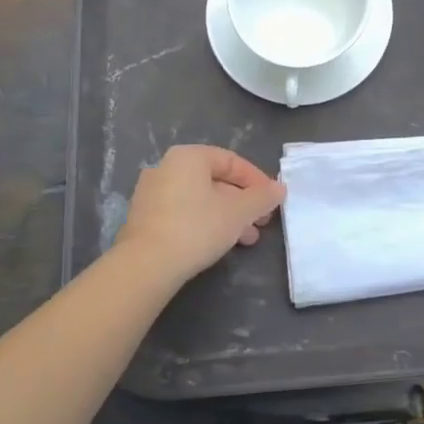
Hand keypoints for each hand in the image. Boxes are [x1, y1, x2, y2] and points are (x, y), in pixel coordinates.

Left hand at [115, 145, 284, 284]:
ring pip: (200, 199)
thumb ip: (262, 198)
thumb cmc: (196, 228)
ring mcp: (151, 193)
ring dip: (227, 216)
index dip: (257, 180)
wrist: (145, 266)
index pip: (231, 161)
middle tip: (261, 222)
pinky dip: (205, 223)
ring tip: (247, 239)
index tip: (272, 201)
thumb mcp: (238, 212)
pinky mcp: (144, 219)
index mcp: (188, 156)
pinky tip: (219, 244)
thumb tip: (280, 188)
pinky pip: (183, 213)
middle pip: (215, 181)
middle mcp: (166, 167)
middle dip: (243, 202)